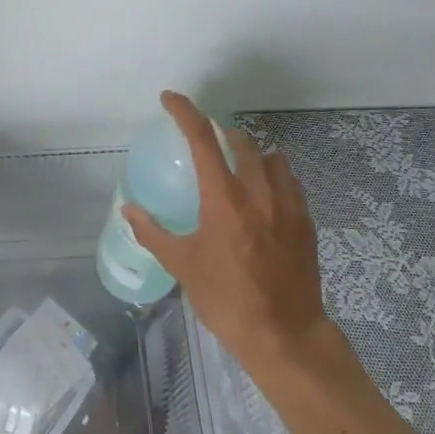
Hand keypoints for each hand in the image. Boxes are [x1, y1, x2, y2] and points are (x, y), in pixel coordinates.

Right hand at [121, 90, 333, 380]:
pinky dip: (274, 176)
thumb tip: (129, 211)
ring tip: (238, 166)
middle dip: (222, 132)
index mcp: (224, 199)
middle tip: (207, 140)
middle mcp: (258, 192)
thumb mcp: (183, 266)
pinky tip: (266, 195)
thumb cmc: (227, 300)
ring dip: (252, 153)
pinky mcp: (306, 222)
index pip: (202, 138)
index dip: (185, 112)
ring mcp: (288, 205)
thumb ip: (153, 233)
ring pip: (272, 158)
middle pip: (242, 142)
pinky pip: (290, 182)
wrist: (284, 335)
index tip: (170, 99)